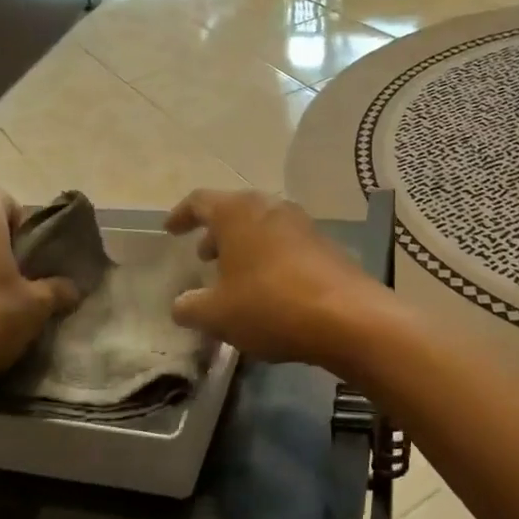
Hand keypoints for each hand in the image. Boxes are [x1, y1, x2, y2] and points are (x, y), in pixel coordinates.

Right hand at [166, 189, 386, 365]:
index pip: (200, 201)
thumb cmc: (270, 305)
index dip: (182, 215)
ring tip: (234, 275)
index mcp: (237, 212)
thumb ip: (191, 307)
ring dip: (244, 246)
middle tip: (204, 256)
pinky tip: (268, 289)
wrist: (347, 317)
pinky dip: (269, 258)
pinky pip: (286, 244)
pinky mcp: (326, 246)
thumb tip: (181, 306)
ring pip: (263, 227)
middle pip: (235, 211)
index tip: (171, 230)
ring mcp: (302, 224)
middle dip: (216, 232)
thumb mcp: (217, 314)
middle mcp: (271, 207)